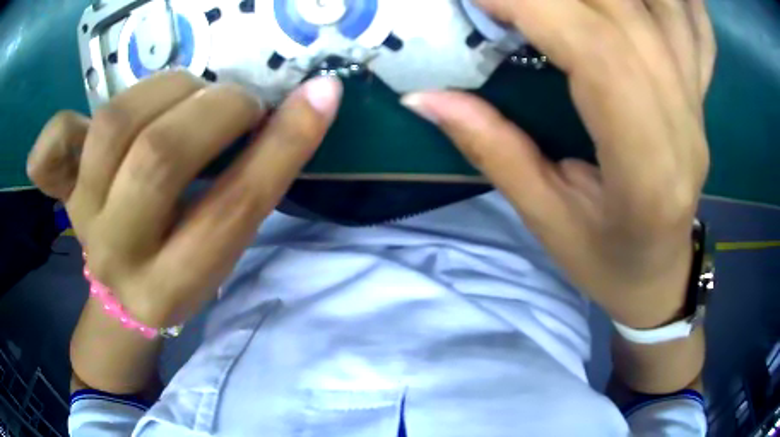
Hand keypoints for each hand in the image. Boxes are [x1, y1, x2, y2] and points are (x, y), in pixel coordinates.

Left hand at [28, 71, 342, 327]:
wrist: (120, 295)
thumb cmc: (176, 275)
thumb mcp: (221, 252)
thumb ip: (249, 186)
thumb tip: (304, 105)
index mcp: (173, 283)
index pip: (231, 209)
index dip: (282, 145)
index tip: (320, 96)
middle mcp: (119, 253)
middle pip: (158, 158)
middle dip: (215, 109)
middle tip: (237, 103)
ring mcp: (81, 215)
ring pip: (114, 126)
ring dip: (165, 91)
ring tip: (186, 95)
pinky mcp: (61, 190)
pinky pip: (50, 149)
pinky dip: (62, 124)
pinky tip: (86, 122)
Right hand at [403, 0, 715, 327]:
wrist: (662, 275)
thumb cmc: (607, 263)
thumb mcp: (546, 222)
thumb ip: (492, 149)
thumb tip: (423, 95)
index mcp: (648, 169)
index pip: (599, 53)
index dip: (535, 5)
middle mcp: (684, 122)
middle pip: (626, 13)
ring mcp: (698, 102)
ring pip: (665, 7)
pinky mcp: (700, 92)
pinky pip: (698, 27)